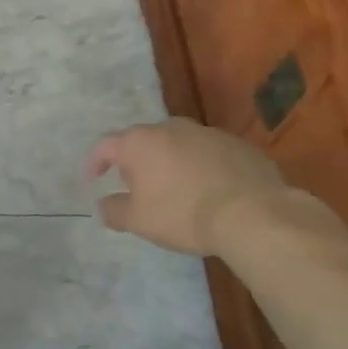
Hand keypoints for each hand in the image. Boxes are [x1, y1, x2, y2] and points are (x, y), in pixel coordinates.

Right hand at [86, 119, 287, 256]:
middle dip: (138, 162)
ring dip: (172, 163)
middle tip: (139, 188)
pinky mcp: (237, 144)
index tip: (94, 178)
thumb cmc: (184, 214)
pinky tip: (212, 191)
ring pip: (179, 145)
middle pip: (144, 142)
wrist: (253, 213)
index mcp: (140, 142)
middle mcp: (169, 127)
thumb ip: (114, 211)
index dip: (96, 161)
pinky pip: (210, 154)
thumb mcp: (140, 221)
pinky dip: (203, 167)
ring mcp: (206, 132)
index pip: (106, 145)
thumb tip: (103, 204)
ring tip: (178, 191)